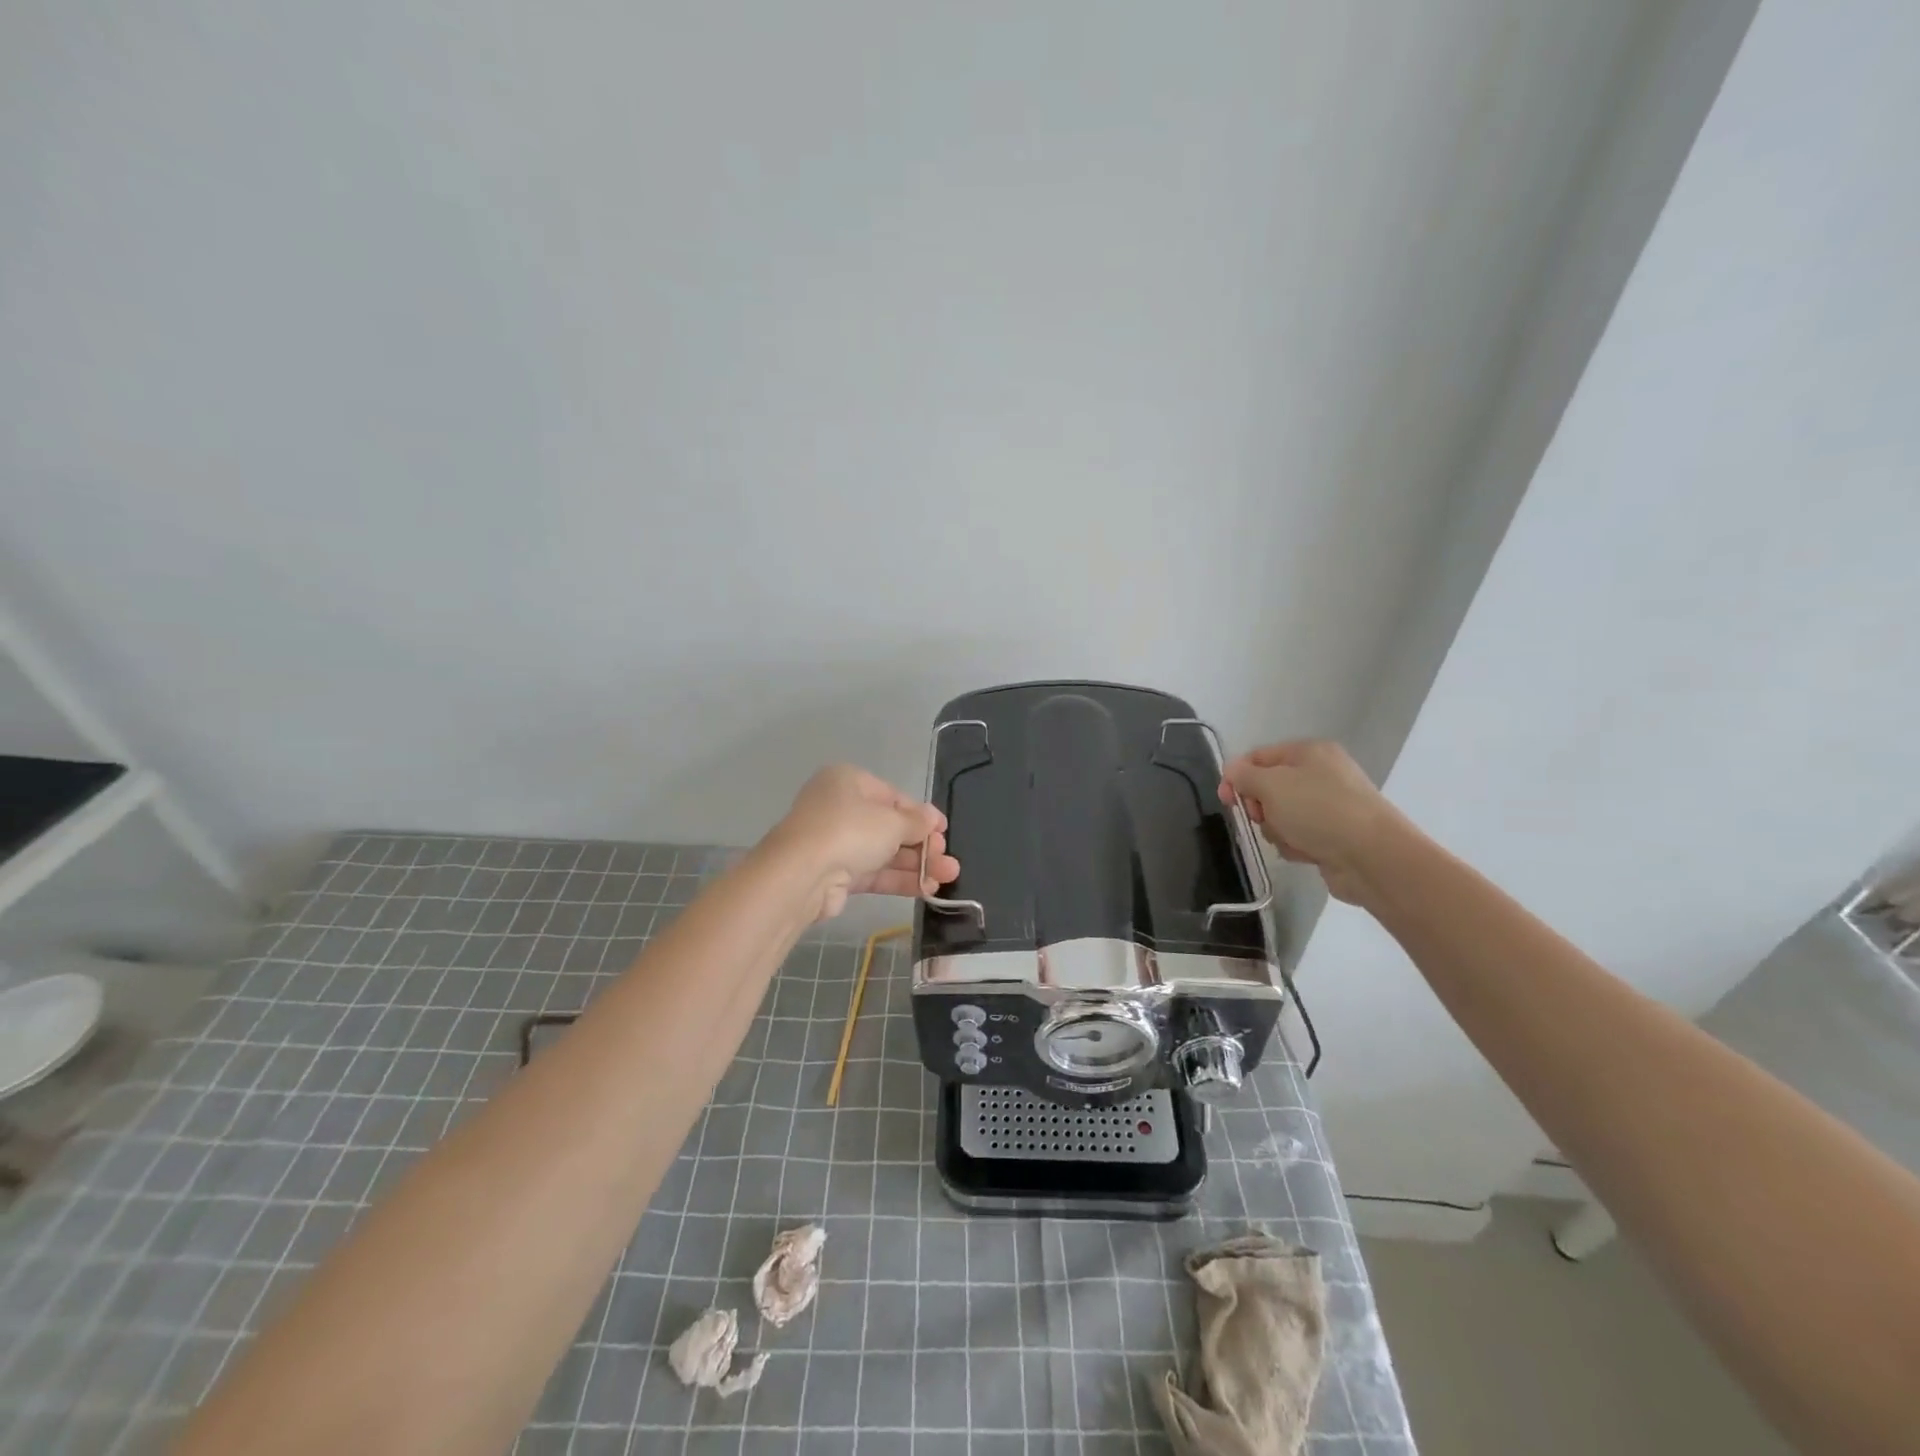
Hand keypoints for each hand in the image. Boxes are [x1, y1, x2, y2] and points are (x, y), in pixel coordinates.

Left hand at [766, 765, 960, 920]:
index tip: (943, 830)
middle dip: (922, 844)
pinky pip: (873, 873)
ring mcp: (835, 842)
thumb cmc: (849, 831)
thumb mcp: (891, 821)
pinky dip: (899, 879)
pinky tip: (927, 889)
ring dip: (916, 864)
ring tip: (948, 877)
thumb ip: (916, 822)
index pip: (892, 796)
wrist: (801, 875)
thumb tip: (933, 819)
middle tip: (948, 859)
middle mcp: (839, 807)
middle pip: (889, 826)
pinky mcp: (834, 874)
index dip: (920, 814)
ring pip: (883, 852)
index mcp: (848, 781)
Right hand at [1216, 740, 1411, 904]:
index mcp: (1308, 752)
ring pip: (1281, 815)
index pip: (1257, 757)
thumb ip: (1244, 775)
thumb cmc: (1318, 810)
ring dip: (1277, 829)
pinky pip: (1299, 836)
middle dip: (1260, 807)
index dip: (1236, 776)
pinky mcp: (1334, 834)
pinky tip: (1306, 852)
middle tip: (1262, 818)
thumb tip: (1232, 771)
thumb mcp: (1271, 784)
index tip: (1226, 801)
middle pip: (1268, 788)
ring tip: (1292, 839)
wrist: (1372, 856)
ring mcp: (1329, 805)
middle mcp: (1321, 773)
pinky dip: (1296, 845)